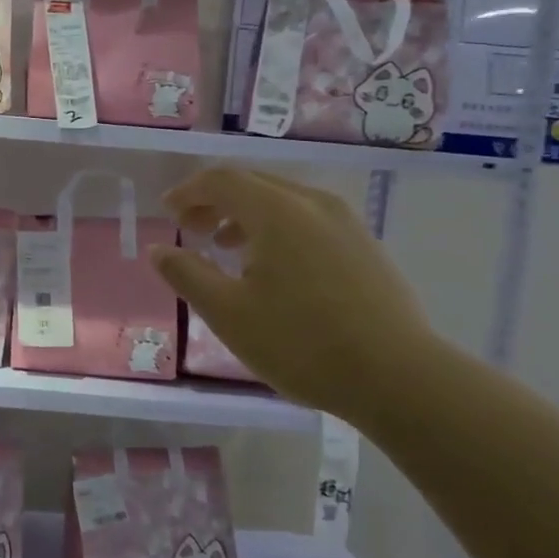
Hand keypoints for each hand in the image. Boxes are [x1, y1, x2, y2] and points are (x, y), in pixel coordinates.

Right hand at [149, 168, 445, 419]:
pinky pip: (307, 219)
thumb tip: (159, 249)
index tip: (168, 212)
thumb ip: (187, 274)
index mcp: (277, 211)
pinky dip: (276, 228)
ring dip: (245, 215)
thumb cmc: (302, 343)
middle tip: (190, 228)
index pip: (222, 180)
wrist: (399, 377)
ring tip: (226, 247)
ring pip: (282, 201)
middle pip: (253, 183)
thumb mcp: (228, 313)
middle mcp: (313, 203)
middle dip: (214, 200)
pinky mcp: (364, 245)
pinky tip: (272, 267)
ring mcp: (345, 222)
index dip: (188, 191)